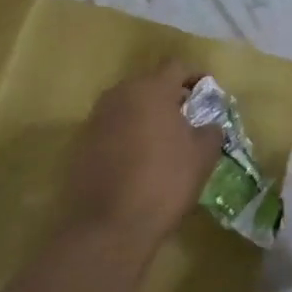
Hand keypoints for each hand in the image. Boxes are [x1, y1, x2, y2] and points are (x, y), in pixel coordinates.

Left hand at [63, 61, 225, 248]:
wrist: (108, 225)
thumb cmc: (163, 183)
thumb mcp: (201, 157)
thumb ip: (210, 132)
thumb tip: (210, 125)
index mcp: (150, 90)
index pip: (176, 66)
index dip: (195, 75)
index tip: (207, 92)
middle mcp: (119, 94)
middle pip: (149, 83)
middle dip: (170, 96)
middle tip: (188, 117)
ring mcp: (96, 118)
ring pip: (128, 105)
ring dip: (146, 115)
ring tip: (164, 140)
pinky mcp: (81, 142)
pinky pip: (112, 127)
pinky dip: (127, 134)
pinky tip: (139, 160)